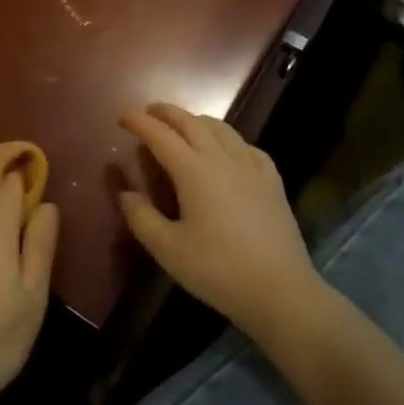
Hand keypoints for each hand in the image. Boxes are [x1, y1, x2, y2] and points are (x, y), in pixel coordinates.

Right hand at [118, 103, 318, 337]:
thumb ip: (141, 218)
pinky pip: (246, 146)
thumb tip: (125, 193)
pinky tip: (226, 151)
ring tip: (183, 127)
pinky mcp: (272, 182)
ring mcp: (252, 168)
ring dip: (196, 120)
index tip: (122, 116)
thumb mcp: (168, 250)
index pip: (160, 135)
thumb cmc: (218, 271)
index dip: (139, 122)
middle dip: (166, 112)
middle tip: (149, 113)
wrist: (281, 291)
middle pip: (191, 122)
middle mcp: (222, 159)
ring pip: (221, 128)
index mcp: (194, 172)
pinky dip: (227, 139)